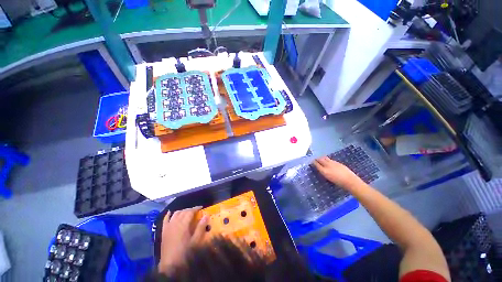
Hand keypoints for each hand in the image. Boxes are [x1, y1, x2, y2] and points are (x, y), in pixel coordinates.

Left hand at [159, 207, 207, 273]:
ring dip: (182, 211)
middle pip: (183, 212)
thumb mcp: (196, 241)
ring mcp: (168, 227)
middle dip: (190, 209)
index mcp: (183, 224)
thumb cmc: (185, 252)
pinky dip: (168, 215)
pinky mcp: (163, 231)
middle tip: (196, 211)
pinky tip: (170, 212)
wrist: (170, 264)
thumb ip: (201, 227)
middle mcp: (175, 223)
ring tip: (187, 212)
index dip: (196, 208)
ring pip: (175, 214)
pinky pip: (165, 220)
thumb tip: (206, 215)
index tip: (201, 207)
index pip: (190, 212)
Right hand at [313, 156, 360, 188]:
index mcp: (324, 171)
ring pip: (325, 158)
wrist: (350, 181)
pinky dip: (327, 159)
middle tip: (315, 159)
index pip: (316, 164)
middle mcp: (327, 165)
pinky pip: (330, 159)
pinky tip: (328, 161)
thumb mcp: (328, 178)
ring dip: (321, 158)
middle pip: (320, 159)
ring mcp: (333, 163)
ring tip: (320, 159)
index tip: (311, 162)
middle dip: (317, 159)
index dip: (313, 162)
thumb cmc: (338, 182)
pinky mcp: (337, 162)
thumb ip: (323, 172)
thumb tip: (320, 168)